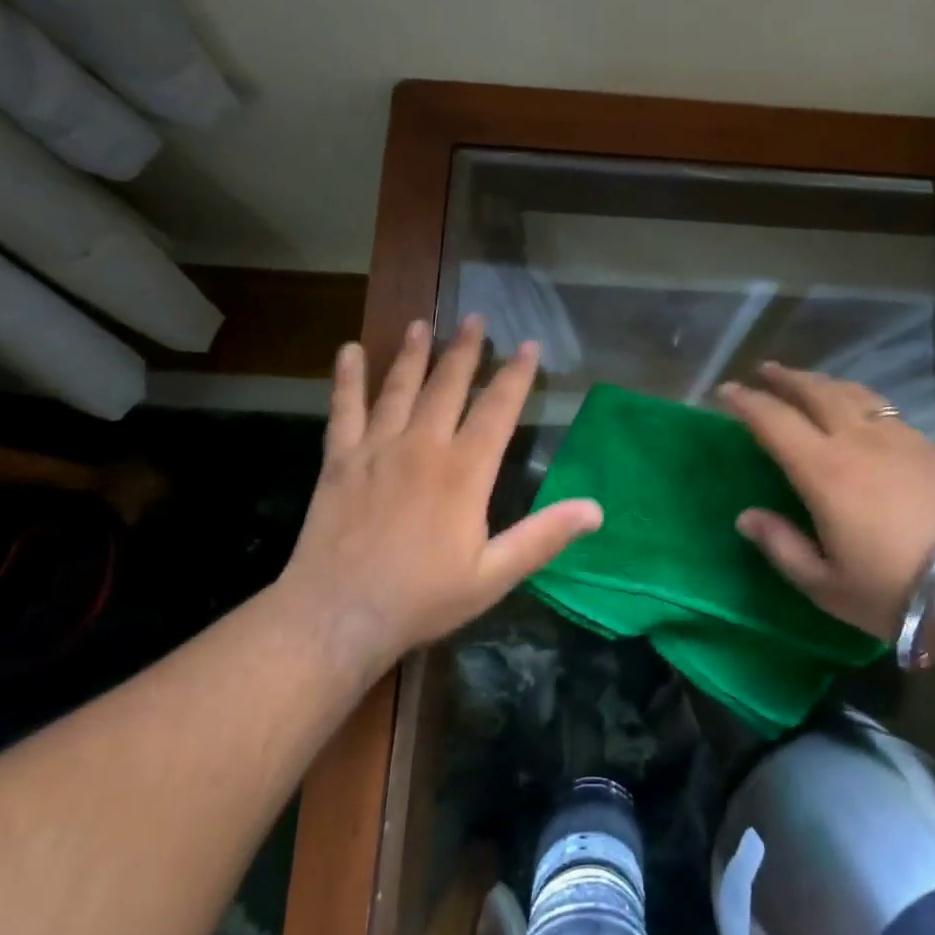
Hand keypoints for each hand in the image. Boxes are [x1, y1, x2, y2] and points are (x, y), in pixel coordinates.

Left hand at [274, 317, 601, 668]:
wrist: (338, 616)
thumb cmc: (422, 598)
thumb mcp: (494, 575)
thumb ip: (543, 536)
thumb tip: (596, 509)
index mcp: (464, 471)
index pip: (498, 409)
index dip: (515, 375)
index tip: (528, 344)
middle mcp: (423, 446)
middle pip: (448, 386)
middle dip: (465, 350)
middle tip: (474, 318)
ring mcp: (377, 449)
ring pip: (400, 388)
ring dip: (413, 354)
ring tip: (422, 325)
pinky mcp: (340, 460)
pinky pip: (344, 409)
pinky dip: (347, 379)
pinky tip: (349, 351)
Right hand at [719, 362, 934, 639]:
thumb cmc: (892, 590)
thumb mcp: (824, 583)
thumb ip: (780, 545)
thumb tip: (746, 517)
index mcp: (823, 470)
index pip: (773, 421)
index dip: (745, 402)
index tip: (725, 391)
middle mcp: (856, 440)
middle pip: (813, 392)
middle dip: (784, 378)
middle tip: (763, 371)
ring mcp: (895, 436)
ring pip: (850, 392)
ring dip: (820, 381)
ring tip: (805, 380)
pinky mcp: (925, 443)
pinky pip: (880, 405)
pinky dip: (856, 395)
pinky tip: (856, 404)